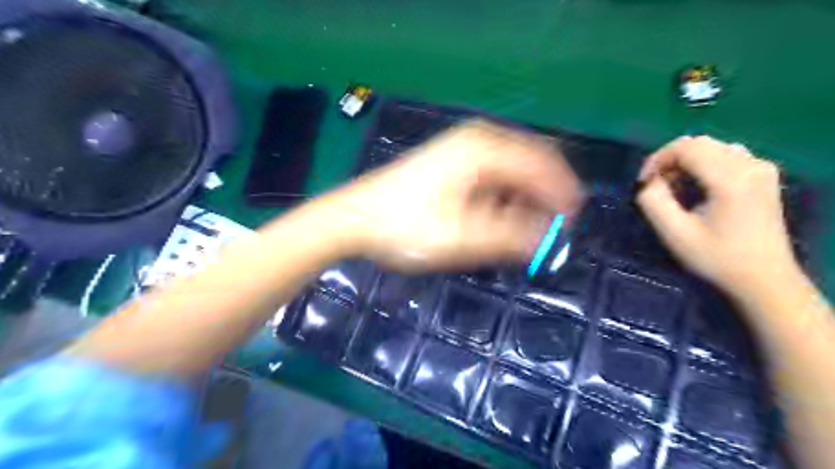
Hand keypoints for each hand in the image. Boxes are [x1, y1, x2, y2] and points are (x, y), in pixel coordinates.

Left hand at [318, 118, 581, 271]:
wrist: (354, 218)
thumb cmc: (405, 227)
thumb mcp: (462, 238)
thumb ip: (510, 238)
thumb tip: (549, 240)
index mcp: (483, 149)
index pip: (542, 164)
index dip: (562, 195)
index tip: (570, 225)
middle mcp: (477, 139)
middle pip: (530, 162)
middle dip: (545, 196)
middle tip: (551, 230)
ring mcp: (462, 147)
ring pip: (512, 169)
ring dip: (525, 198)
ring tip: (524, 230)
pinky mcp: (452, 161)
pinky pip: (493, 174)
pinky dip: (504, 195)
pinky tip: (499, 217)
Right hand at [636, 135, 797, 298]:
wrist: (764, 279)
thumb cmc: (716, 258)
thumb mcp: (674, 233)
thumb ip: (653, 202)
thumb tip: (649, 183)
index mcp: (731, 178)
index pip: (686, 147)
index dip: (657, 159)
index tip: (643, 183)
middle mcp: (751, 165)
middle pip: (699, 143)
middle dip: (670, 160)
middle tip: (655, 186)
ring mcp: (761, 169)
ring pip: (712, 148)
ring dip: (686, 162)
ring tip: (674, 187)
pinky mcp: (764, 176)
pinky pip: (726, 156)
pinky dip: (703, 165)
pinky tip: (697, 187)